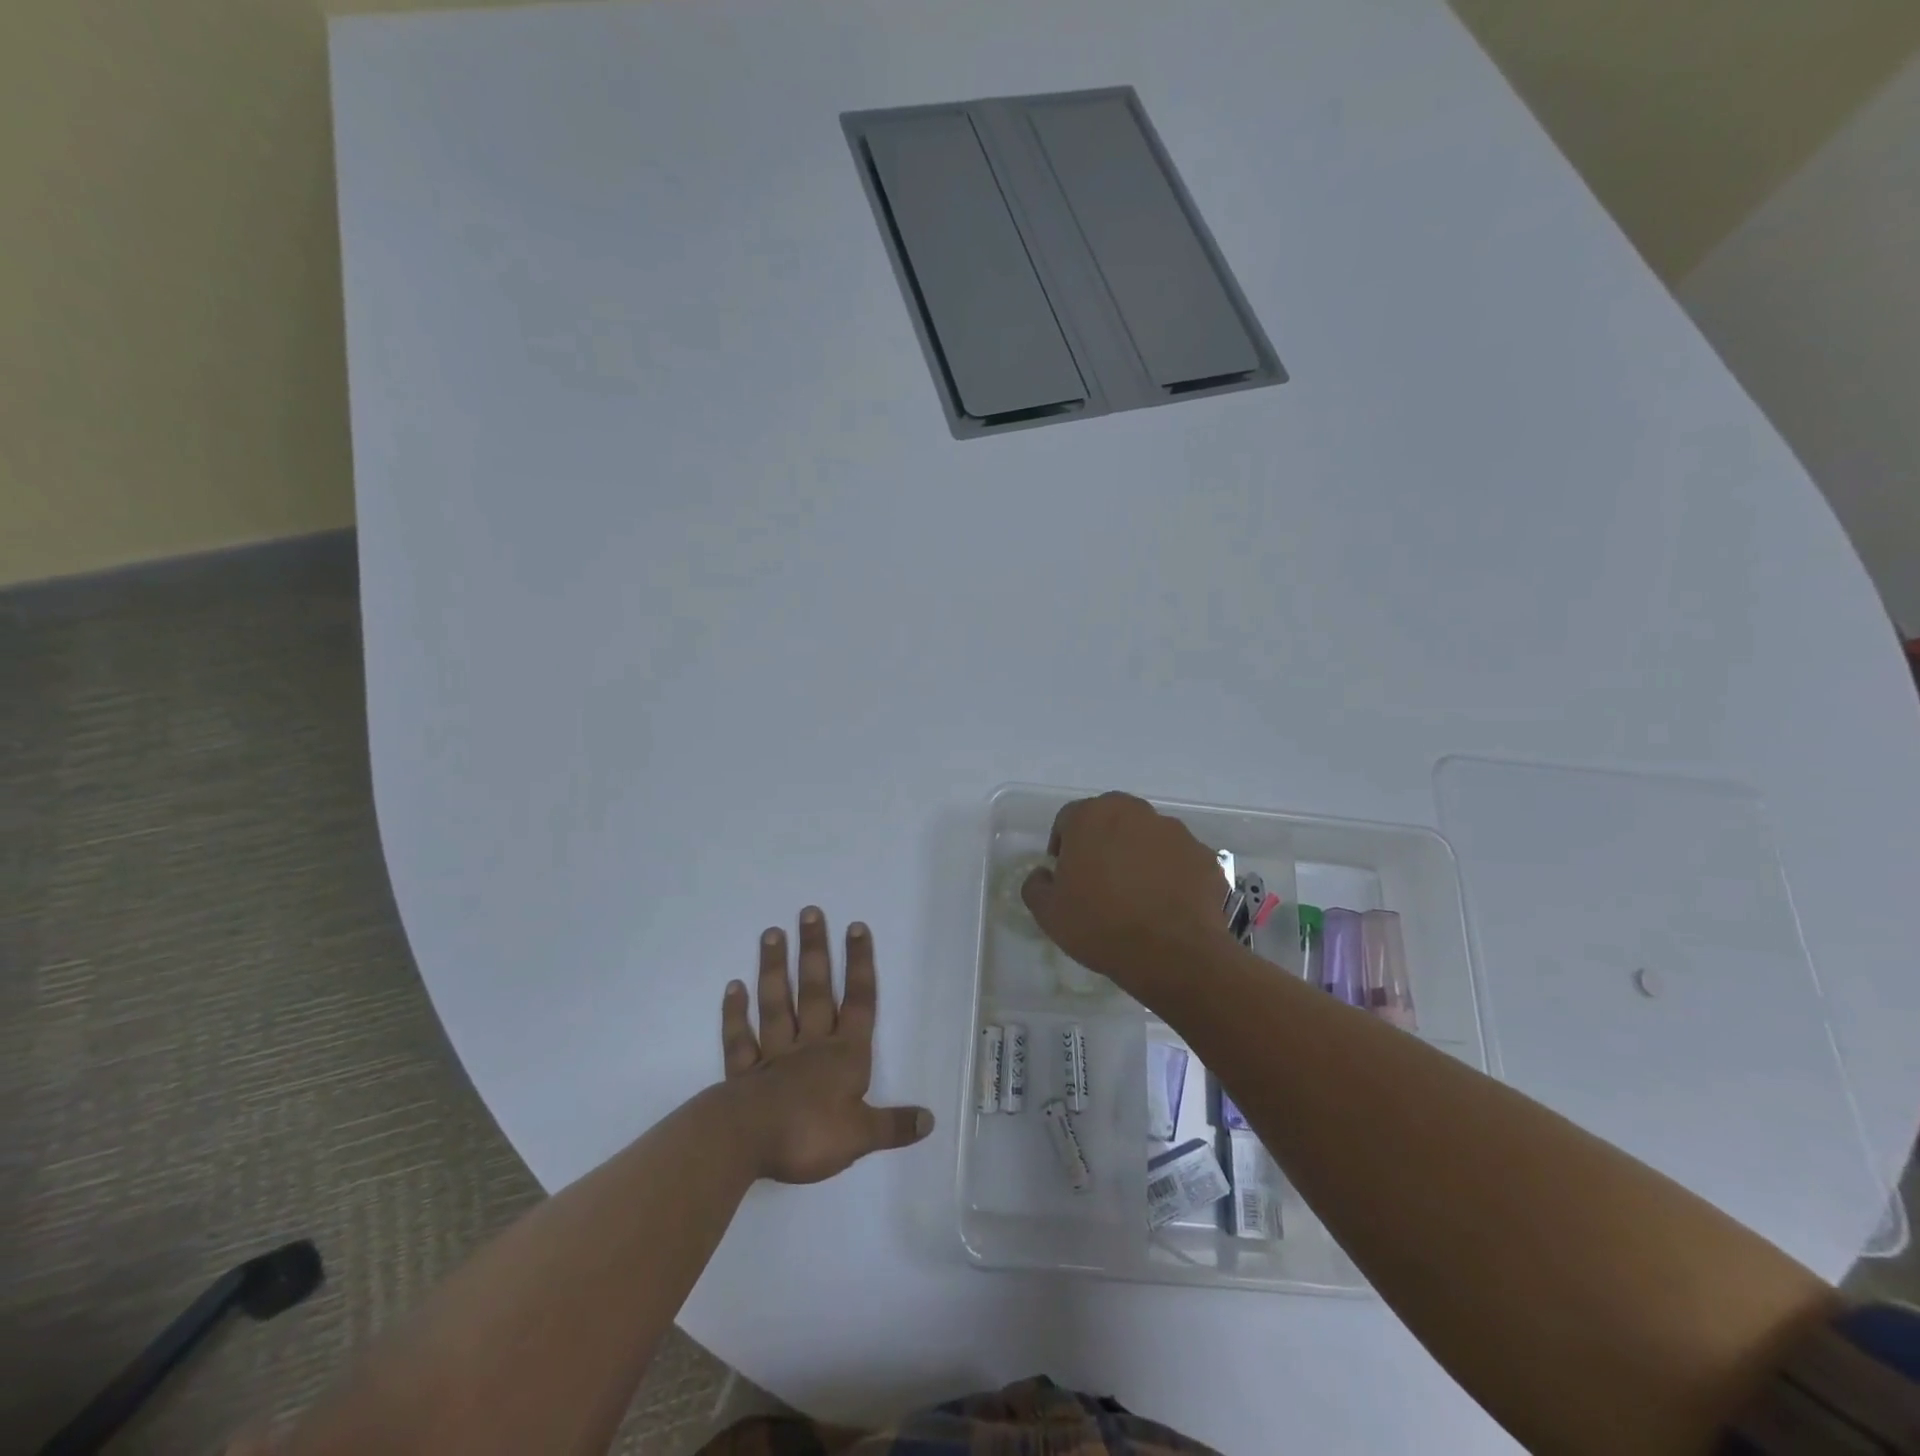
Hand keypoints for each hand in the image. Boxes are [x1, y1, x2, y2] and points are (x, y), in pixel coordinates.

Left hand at [718, 907, 932, 1183]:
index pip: (858, 1002)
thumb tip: (930, 1120)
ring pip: (776, 1003)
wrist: (747, 1142)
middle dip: (816, 951)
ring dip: (775, 969)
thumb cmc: (810, 1134)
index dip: (859, 964)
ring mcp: (774, 1055)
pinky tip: (733, 987)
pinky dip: (736, 1013)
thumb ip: (894, 1126)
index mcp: (844, 1055)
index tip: (856, 927)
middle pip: (815, 990)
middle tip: (809, 912)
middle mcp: (811, 1045)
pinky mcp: (743, 1073)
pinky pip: (740, 1038)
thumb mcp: (862, 1135)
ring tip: (772, 933)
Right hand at [1021, 792, 1233, 997]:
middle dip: (1102, 841)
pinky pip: (1178, 859)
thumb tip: (1043, 875)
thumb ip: (1036, 885)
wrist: (1173, 953)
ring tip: (1136, 894)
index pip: (1067, 819)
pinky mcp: (1204, 855)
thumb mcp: (1048, 913)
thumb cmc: (1100, 925)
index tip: (1065, 874)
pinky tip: (1166, 904)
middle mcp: (1134, 812)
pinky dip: (1170, 873)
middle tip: (1099, 879)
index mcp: (1091, 816)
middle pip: (1110, 818)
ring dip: (1138, 854)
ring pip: (1147, 836)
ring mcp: (1174, 831)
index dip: (1062, 845)